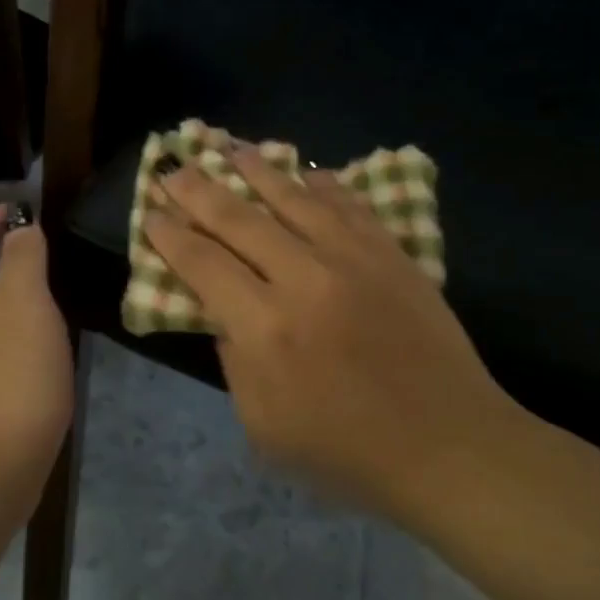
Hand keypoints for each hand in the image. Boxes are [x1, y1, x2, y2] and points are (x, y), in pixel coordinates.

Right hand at [145, 150, 534, 521]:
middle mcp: (304, 278)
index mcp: (265, 327)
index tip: (151, 213)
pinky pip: (350, 206)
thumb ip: (235, 361)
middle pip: (238, 219)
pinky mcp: (392, 254)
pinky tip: (308, 172)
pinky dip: (324, 185)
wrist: (448, 446)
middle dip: (198, 190)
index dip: (171, 236)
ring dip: (257, 170)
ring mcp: (353, 259)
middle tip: (175, 169)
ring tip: (231, 147)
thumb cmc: (347, 452)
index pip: (202, 264)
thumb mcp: (264, 426)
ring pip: (294, 198)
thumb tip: (225, 311)